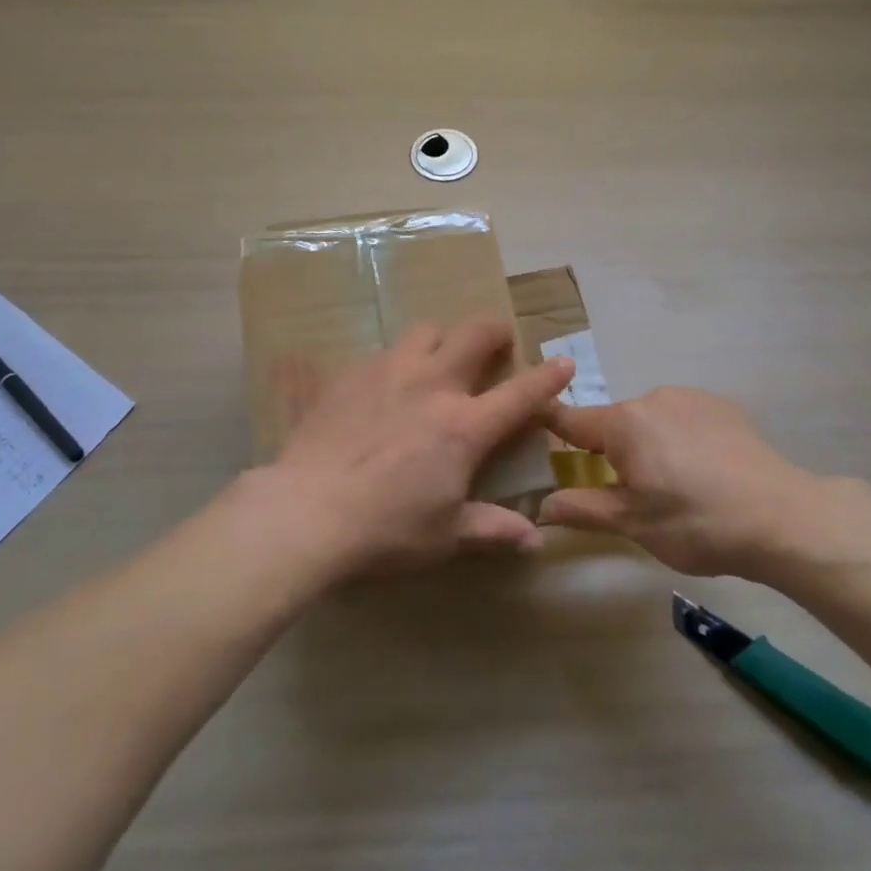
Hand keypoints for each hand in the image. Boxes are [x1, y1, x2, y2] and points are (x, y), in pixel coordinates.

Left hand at [262, 317, 572, 577]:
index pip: (521, 393)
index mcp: (465, 426)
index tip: (562, 362)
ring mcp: (388, 372)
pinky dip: (391, 364)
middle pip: (474, 333)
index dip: (548, 376)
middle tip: (497, 341)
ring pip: (425, 332)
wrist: (307, 511)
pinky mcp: (349, 375)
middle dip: (495, 330)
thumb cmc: (386, 528)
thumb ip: (492, 529)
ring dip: (440, 340)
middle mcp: (432, 385)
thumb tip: (535, 540)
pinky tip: (378, 388)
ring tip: (436, 361)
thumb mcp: (445, 535)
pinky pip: (378, 354)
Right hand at [541, 387, 844, 578]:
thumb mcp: (633, 524)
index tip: (530, 426)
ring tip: (673, 485)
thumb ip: (583, 509)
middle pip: (613, 423)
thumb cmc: (696, 523)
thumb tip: (541, 506)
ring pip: (650, 420)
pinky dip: (680, 438)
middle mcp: (652, 398)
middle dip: (610, 450)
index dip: (547, 423)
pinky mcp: (722, 405)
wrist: (782, 517)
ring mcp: (690, 397)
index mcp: (624, 423)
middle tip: (627, 491)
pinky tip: (704, 470)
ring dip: (647, 444)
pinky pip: (683, 417)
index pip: (569, 419)